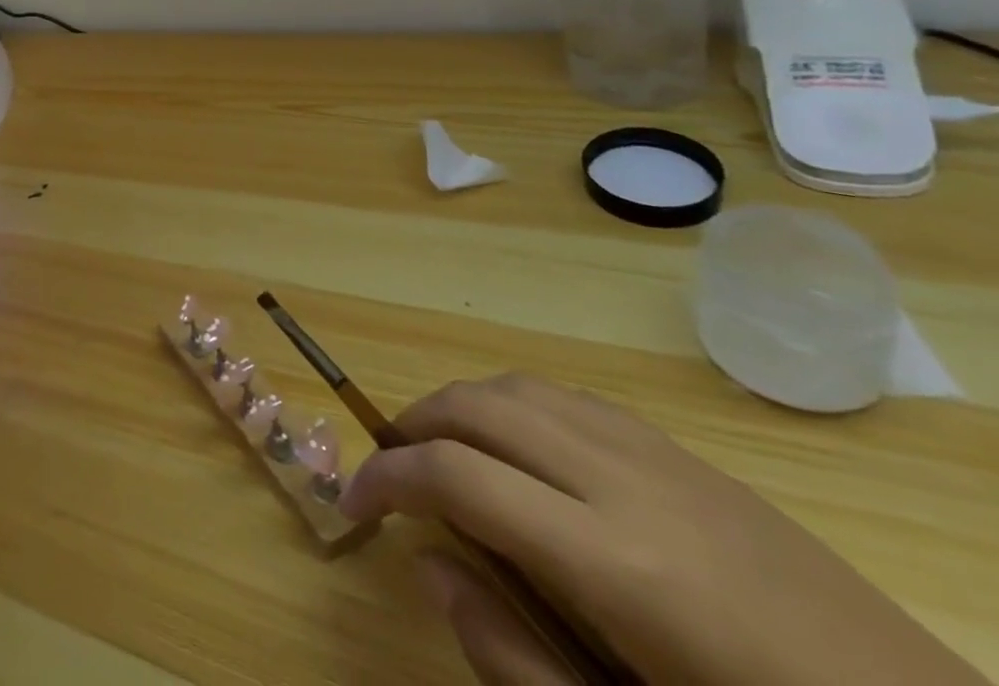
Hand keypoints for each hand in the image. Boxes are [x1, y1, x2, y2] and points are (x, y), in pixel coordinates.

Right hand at [341, 374, 984, 685]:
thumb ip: (513, 655)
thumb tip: (427, 562)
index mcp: (614, 564)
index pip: (457, 476)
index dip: (387, 477)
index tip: (353, 500)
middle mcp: (626, 482)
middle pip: (479, 407)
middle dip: (414, 424)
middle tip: (390, 471)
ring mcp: (664, 458)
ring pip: (520, 387)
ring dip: (461, 406)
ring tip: (444, 451)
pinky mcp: (691, 456)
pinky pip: (572, 399)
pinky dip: (517, 406)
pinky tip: (523, 453)